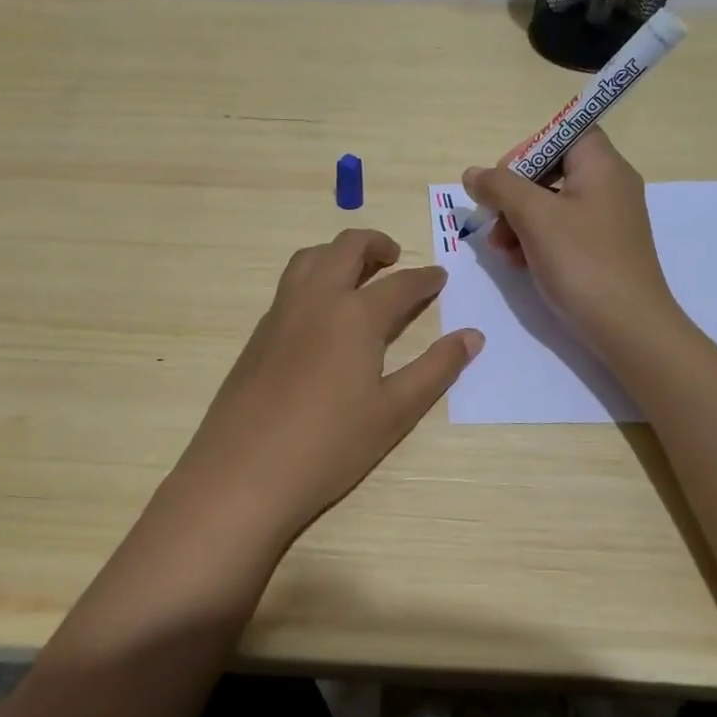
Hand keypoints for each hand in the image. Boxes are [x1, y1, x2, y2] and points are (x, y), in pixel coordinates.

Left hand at [162, 229, 481, 545]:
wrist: (243, 473)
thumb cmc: (329, 445)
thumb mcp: (395, 411)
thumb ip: (436, 369)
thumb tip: (473, 336)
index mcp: (355, 315)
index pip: (400, 284)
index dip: (425, 279)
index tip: (439, 276)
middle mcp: (316, 299)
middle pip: (347, 248)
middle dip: (376, 244)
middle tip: (395, 258)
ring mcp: (280, 313)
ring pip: (310, 258)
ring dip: (338, 253)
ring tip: (357, 273)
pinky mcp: (258, 333)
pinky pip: (289, 284)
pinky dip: (313, 276)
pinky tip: (321, 312)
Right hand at [462, 127, 682, 352]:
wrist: (629, 328)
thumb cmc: (582, 262)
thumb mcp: (534, 218)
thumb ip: (500, 187)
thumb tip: (473, 173)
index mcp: (602, 166)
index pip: (566, 132)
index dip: (530, 148)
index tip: (503, 177)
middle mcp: (610, 186)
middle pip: (553, 169)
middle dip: (515, 193)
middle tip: (492, 218)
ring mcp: (608, 220)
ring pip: (552, 204)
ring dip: (519, 220)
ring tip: (499, 249)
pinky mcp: (602, 249)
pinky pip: (563, 231)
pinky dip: (537, 240)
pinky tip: (517, 263)